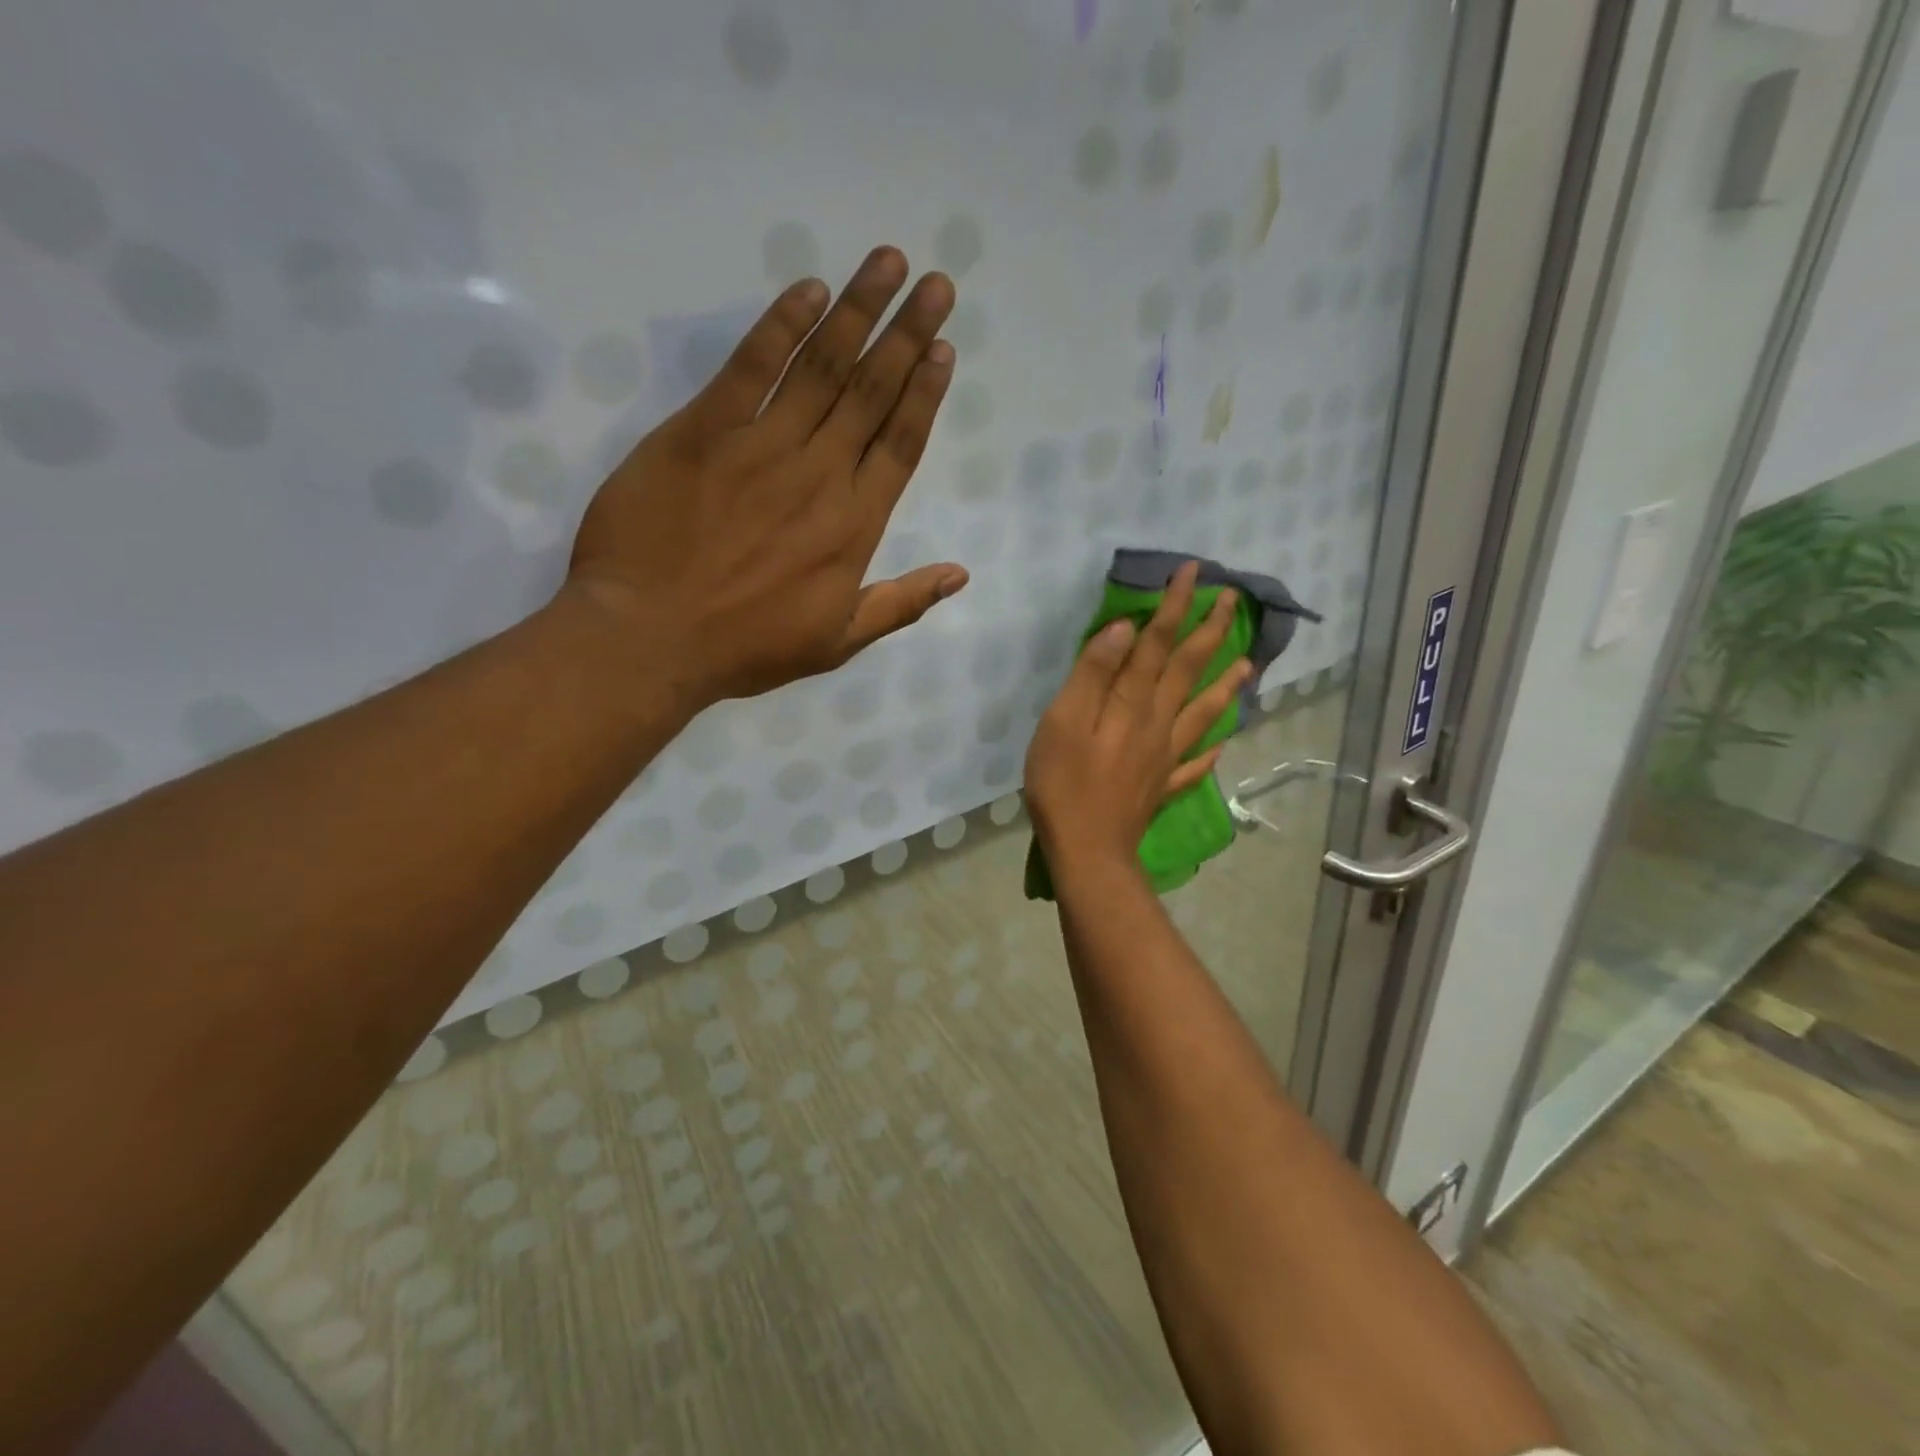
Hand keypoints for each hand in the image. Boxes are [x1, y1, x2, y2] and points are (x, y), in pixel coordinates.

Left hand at [564, 246, 968, 707]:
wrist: (648, 637)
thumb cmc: (745, 647)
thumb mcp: (836, 642)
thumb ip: (900, 604)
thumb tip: (959, 574)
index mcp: (853, 527)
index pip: (900, 444)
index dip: (924, 394)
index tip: (944, 349)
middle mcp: (819, 474)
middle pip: (871, 393)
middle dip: (907, 334)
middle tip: (937, 284)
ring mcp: (761, 446)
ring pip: (822, 368)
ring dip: (858, 312)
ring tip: (889, 264)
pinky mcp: (704, 429)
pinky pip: (751, 367)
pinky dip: (781, 326)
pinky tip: (809, 292)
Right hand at [1025, 561, 1252, 873]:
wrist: (1088, 851)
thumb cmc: (1064, 784)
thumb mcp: (1063, 721)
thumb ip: (1092, 674)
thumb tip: (1123, 630)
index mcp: (1132, 703)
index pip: (1157, 643)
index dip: (1175, 606)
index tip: (1194, 571)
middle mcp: (1157, 723)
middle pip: (1188, 670)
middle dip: (1210, 630)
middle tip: (1232, 599)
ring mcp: (1165, 757)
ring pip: (1203, 713)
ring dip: (1225, 684)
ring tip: (1247, 664)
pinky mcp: (1161, 786)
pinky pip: (1193, 765)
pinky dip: (1208, 751)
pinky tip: (1219, 746)